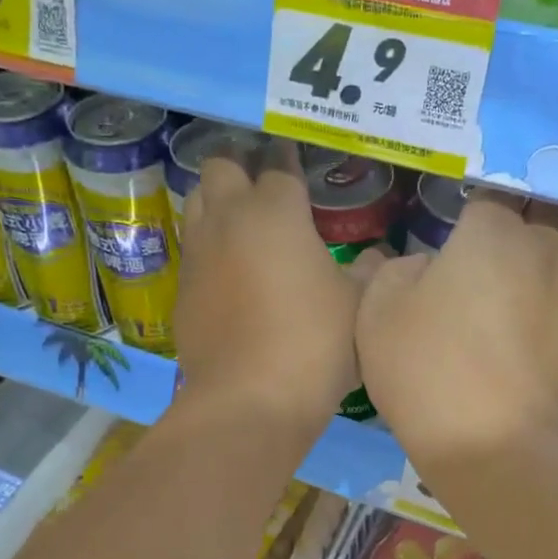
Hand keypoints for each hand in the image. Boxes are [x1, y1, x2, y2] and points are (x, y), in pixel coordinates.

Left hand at [173, 141, 379, 435]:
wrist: (250, 400)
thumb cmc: (314, 343)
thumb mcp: (358, 304)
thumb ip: (368, 270)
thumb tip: (375, 257)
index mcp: (274, 211)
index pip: (277, 163)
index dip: (289, 158)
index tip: (298, 160)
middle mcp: (227, 219)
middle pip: (221, 166)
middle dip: (242, 168)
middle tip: (268, 191)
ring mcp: (198, 255)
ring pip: (197, 202)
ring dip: (219, 203)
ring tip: (247, 226)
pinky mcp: (181, 291)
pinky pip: (194, 250)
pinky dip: (211, 249)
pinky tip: (233, 275)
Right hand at [356, 194, 557, 471]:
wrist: (501, 450)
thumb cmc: (430, 372)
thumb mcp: (377, 314)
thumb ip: (394, 269)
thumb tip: (424, 265)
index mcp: (493, 232)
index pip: (479, 209)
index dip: (458, 237)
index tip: (443, 270)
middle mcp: (548, 248)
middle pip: (522, 237)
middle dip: (500, 259)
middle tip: (469, 305)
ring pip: (552, 273)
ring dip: (532, 289)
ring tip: (504, 333)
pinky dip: (549, 329)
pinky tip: (525, 365)